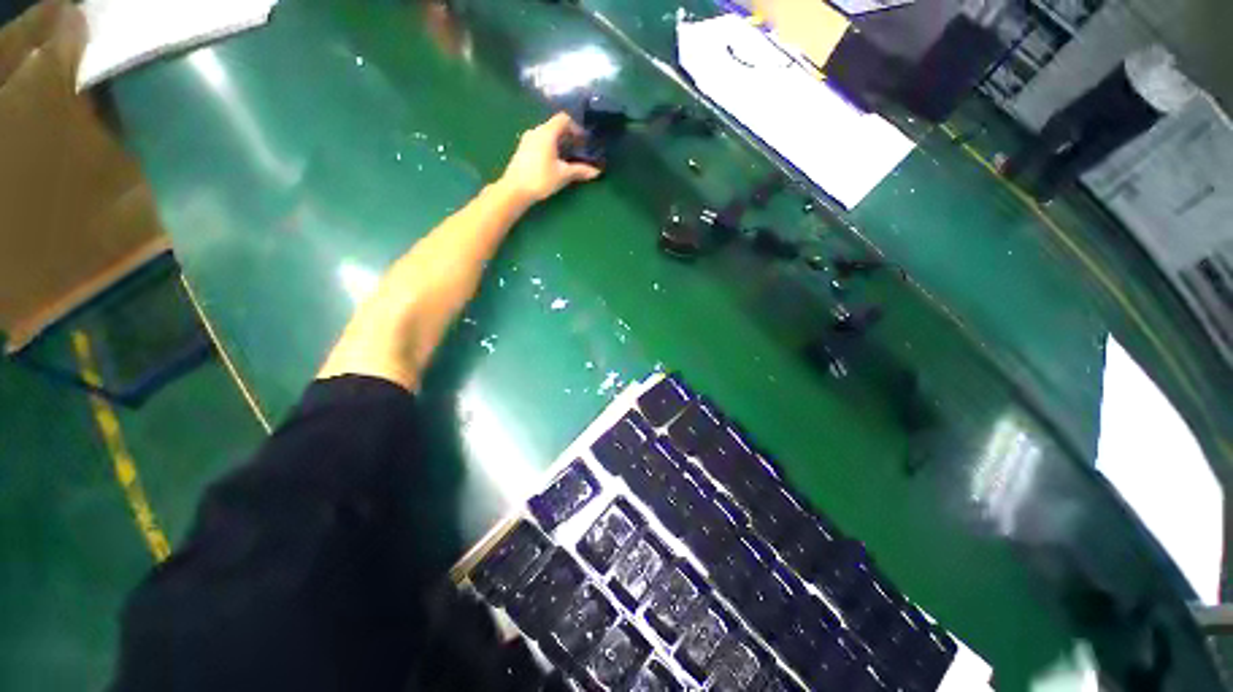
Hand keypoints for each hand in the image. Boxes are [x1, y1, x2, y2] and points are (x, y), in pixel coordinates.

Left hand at [498, 113, 602, 204]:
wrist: (515, 190)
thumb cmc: (541, 179)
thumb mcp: (563, 175)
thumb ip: (580, 171)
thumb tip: (596, 172)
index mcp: (547, 132)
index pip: (563, 119)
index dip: (576, 127)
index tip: (583, 141)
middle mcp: (536, 131)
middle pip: (555, 126)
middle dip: (568, 136)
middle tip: (578, 150)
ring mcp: (527, 140)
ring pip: (547, 135)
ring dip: (559, 143)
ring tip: (567, 158)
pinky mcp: (522, 150)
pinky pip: (539, 142)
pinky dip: (549, 147)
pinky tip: (553, 163)